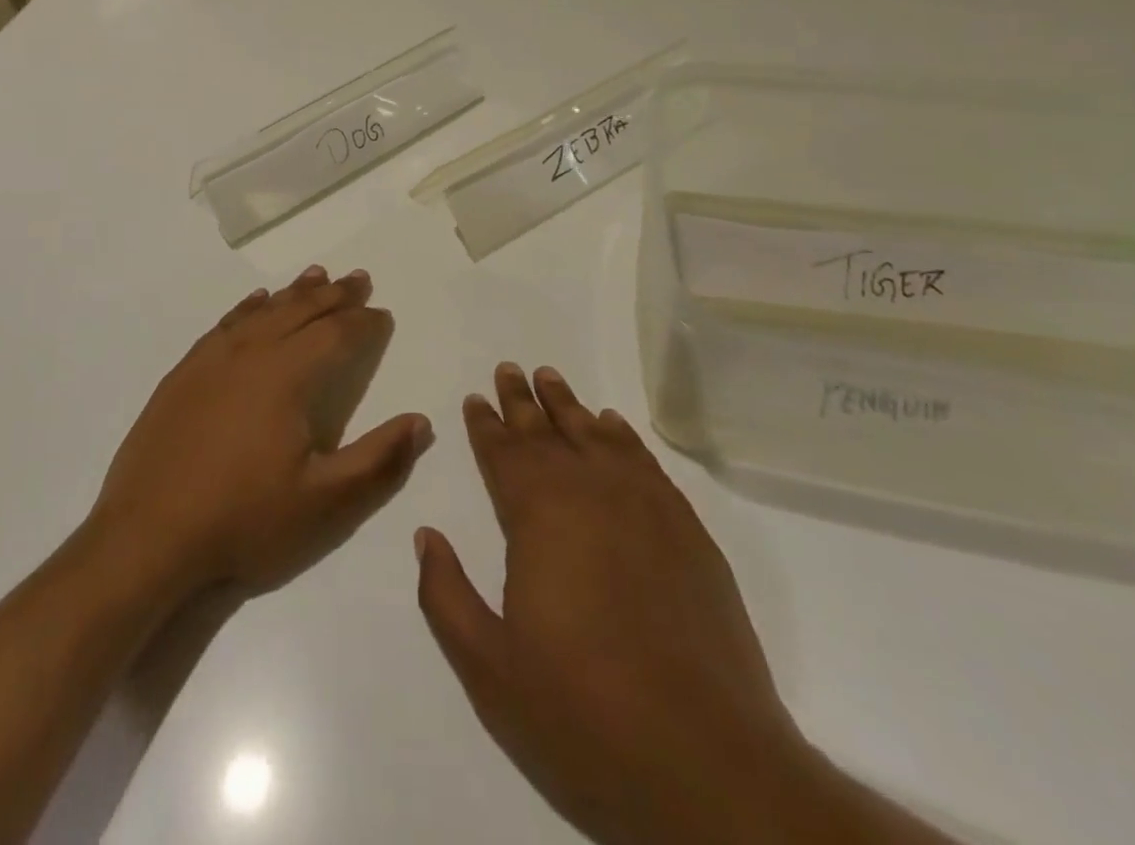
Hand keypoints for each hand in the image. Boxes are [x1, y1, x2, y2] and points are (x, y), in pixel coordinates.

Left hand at [91, 265, 432, 599]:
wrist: (146, 538)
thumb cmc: (243, 521)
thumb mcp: (324, 504)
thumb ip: (378, 460)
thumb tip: (421, 421)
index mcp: (287, 376)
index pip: (337, 335)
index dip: (365, 323)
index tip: (383, 314)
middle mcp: (251, 353)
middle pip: (301, 311)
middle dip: (335, 295)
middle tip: (359, 278)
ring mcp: (211, 360)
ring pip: (263, 310)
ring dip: (294, 293)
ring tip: (317, 276)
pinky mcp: (183, 373)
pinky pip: (225, 324)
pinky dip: (248, 307)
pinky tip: (256, 301)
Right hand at [414, 364, 813, 844]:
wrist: (709, 765)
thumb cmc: (583, 715)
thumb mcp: (490, 669)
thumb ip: (446, 595)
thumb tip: (425, 536)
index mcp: (538, 516)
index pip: (503, 453)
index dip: (485, 424)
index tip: (475, 398)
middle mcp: (589, 493)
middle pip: (547, 432)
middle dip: (522, 400)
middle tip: (508, 369)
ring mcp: (645, 508)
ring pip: (595, 436)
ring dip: (569, 406)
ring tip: (551, 377)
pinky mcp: (687, 532)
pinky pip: (644, 462)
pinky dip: (622, 436)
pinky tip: (611, 425)